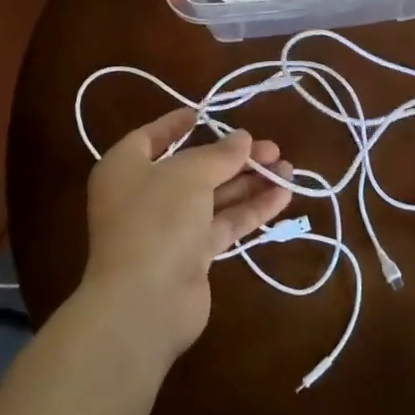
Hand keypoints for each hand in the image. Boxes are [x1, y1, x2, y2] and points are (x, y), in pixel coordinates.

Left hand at [78, 107, 293, 366]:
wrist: (144, 302)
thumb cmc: (156, 219)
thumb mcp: (190, 174)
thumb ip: (220, 154)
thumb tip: (243, 138)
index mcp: (126, 167)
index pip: (152, 137)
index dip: (177, 124)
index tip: (207, 112)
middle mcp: (144, 194)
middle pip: (194, 167)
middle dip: (233, 157)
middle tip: (272, 148)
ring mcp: (168, 227)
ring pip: (214, 197)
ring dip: (249, 182)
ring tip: (288, 168)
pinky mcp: (191, 256)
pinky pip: (223, 224)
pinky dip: (250, 210)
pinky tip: (282, 197)